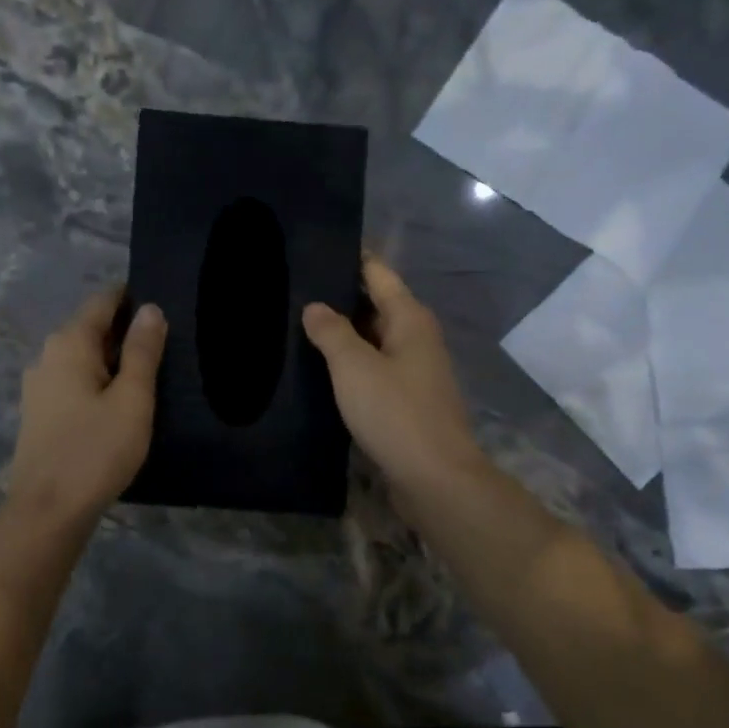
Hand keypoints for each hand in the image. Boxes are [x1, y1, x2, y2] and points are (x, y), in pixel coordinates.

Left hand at [7, 288, 166, 520]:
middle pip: (91, 328)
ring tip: (148, 375)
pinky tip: (118, 402)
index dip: (132, 298)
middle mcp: (47, 355)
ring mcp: (38, 385)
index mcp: (69, 343)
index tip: (164, 307)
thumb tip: (150, 308)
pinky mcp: (39, 412)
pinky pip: (74, 381)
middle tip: (166, 346)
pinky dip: (98, 382)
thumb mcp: (132, 399)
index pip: (103, 301)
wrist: (48, 510)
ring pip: (82, 358)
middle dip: (125, 331)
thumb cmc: (96, 450)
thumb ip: (142, 351)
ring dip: (112, 360)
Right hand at [302, 255, 481, 493]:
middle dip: (339, 297)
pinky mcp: (408, 399)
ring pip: (374, 339)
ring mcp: (414, 370)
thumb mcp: (354, 367)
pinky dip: (351, 364)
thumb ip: (332, 332)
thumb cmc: (395, 413)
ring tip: (298, 326)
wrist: (435, 477)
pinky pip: (375, 368)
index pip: (377, 272)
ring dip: (343, 334)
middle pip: (376, 304)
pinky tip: (322, 369)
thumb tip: (315, 306)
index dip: (348, 258)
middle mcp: (416, 337)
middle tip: (293, 291)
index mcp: (409, 318)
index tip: (312, 249)